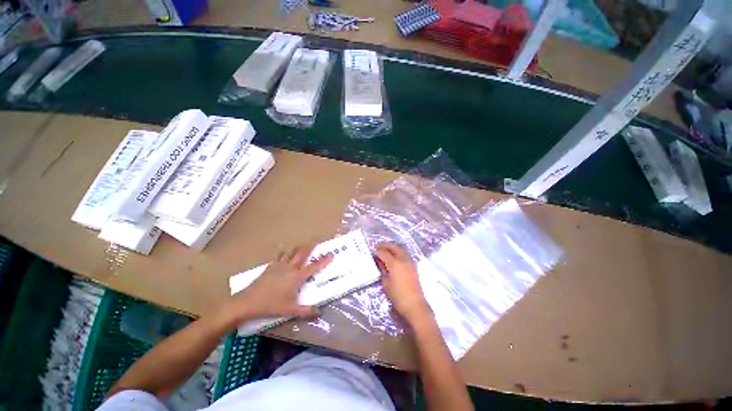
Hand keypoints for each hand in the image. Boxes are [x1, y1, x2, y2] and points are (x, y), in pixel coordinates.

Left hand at [221, 244, 332, 325]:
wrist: (250, 301)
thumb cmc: (272, 305)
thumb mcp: (291, 310)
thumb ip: (306, 311)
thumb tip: (319, 312)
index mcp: (296, 278)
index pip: (313, 267)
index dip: (323, 261)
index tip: (331, 254)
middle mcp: (288, 268)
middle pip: (301, 254)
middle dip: (309, 247)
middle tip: (317, 241)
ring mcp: (277, 266)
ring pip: (289, 252)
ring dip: (297, 248)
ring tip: (302, 246)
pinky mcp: (268, 267)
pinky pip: (278, 256)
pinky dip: (283, 252)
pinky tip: (283, 253)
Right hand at [375, 244, 431, 325]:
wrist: (414, 304)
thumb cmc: (397, 296)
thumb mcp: (386, 283)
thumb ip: (383, 270)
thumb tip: (380, 262)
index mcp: (395, 264)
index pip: (384, 252)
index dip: (377, 251)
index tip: (372, 250)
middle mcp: (404, 260)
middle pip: (395, 247)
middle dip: (386, 246)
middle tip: (378, 247)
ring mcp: (410, 262)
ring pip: (402, 249)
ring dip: (394, 248)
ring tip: (386, 250)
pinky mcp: (414, 267)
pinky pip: (406, 255)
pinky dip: (399, 252)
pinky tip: (394, 257)